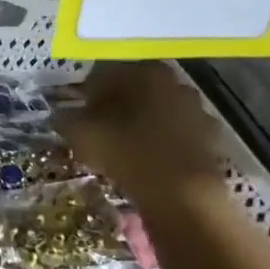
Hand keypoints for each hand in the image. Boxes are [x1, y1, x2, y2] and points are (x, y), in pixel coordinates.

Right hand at [55, 61, 224, 207]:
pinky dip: (156, 142)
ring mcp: (197, 110)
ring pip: (155, 112)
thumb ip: (66, 119)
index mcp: (146, 73)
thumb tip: (60, 115)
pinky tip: (142, 161)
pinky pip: (172, 134)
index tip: (75, 114)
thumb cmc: (128, 153)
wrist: (182, 195)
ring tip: (117, 149)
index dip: (85, 94)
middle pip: (134, 91)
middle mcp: (176, 83)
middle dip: (112, 107)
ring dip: (135, 125)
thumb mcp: (82, 135)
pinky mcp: (209, 138)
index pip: (105, 74)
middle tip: (94, 130)